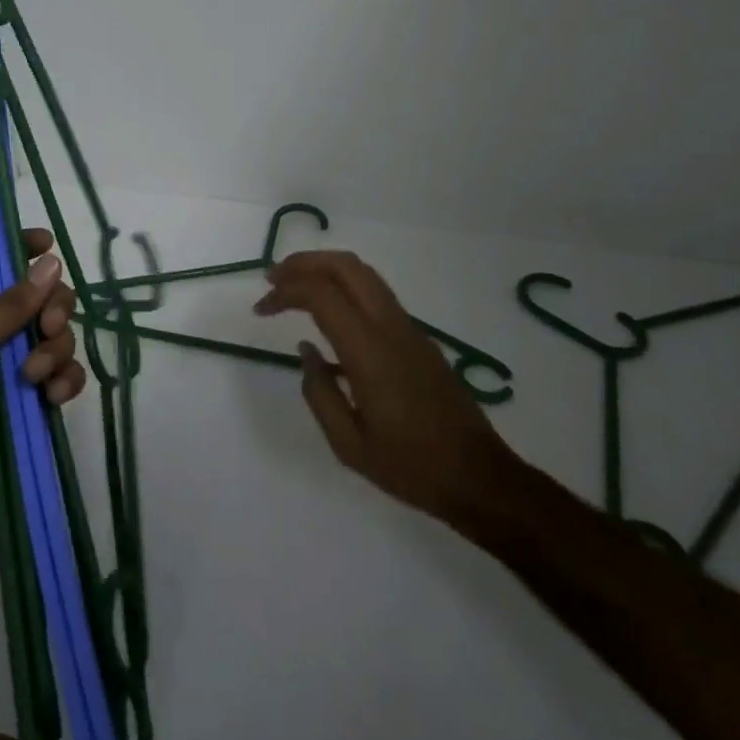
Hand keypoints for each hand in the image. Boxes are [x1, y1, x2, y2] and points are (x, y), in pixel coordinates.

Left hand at [0, 231, 86, 563]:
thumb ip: (11, 304)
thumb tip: (52, 261)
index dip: (18, 247)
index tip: (49, 244)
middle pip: (36, 296)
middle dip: (52, 308)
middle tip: (48, 327)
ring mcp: (6, 367)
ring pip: (54, 336)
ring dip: (55, 351)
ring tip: (36, 380)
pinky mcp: (25, 402)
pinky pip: (60, 375)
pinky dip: (64, 381)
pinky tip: (53, 399)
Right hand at [256, 249, 520, 526]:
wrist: (479, 476)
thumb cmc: (410, 466)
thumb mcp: (349, 444)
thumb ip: (319, 393)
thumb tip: (306, 349)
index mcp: (370, 351)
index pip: (322, 295)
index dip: (286, 292)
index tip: (261, 308)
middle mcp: (390, 326)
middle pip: (345, 266)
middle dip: (304, 263)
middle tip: (273, 279)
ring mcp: (408, 328)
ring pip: (364, 274)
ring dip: (325, 269)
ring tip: (294, 285)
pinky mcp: (418, 337)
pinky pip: (376, 293)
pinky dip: (344, 285)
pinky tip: (329, 311)